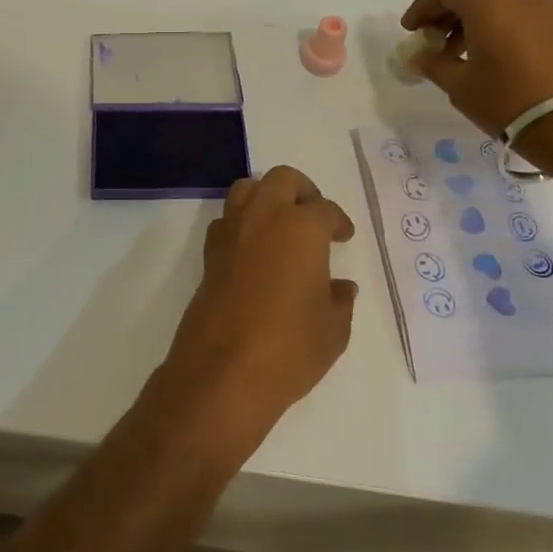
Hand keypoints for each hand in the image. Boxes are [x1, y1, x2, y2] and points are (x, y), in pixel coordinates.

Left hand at [161, 167, 357, 451]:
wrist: (224, 371)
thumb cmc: (290, 347)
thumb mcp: (333, 329)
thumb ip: (340, 300)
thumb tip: (340, 287)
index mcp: (302, 227)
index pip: (325, 209)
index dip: (338, 221)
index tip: (343, 236)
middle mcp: (264, 218)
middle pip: (282, 180)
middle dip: (302, 191)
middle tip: (313, 216)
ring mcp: (231, 233)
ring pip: (247, 190)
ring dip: (266, 198)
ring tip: (282, 226)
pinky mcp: (209, 254)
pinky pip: (227, 221)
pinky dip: (242, 224)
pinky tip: (254, 251)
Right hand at [401, 0, 552, 139]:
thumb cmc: (507, 98)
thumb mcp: (460, 85)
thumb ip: (434, 64)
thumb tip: (420, 57)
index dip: (422, 6)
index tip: (411, 31)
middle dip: (447, 9)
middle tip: (433, 37)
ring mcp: (543, 5)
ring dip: (472, 17)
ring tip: (458, 51)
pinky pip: (517, 11)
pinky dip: (496, 23)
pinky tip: (487, 54)